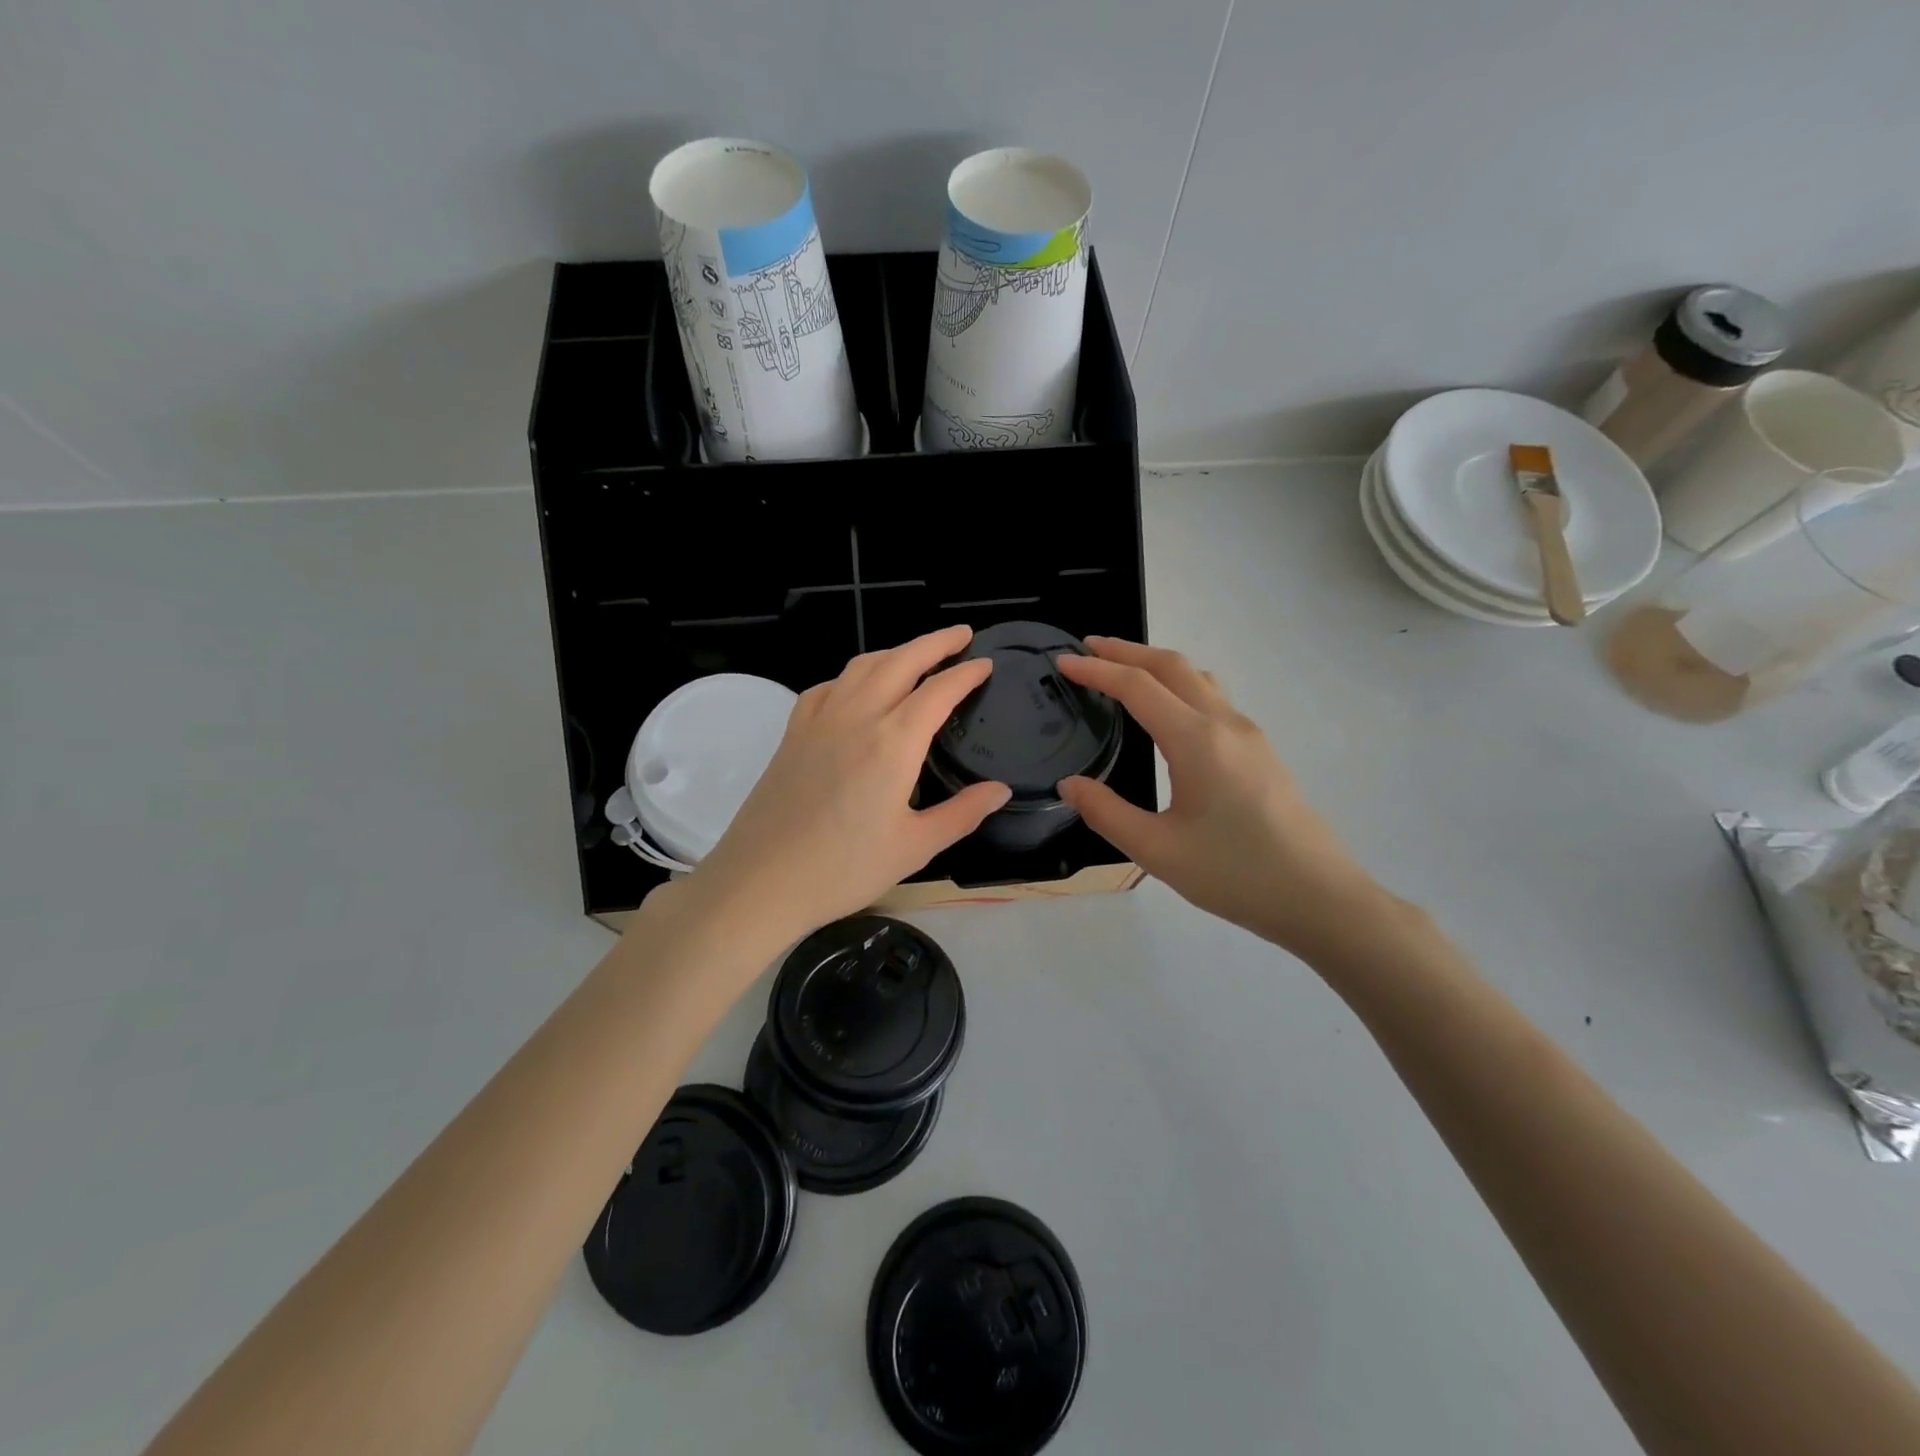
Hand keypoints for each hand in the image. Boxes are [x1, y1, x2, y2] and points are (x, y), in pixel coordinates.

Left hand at [683, 625, 1010, 944]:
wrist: (761, 881)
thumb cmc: (844, 869)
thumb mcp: (915, 847)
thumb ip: (963, 813)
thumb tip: (1001, 789)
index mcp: (893, 743)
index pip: (938, 691)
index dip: (966, 673)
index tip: (986, 664)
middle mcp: (857, 717)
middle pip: (901, 661)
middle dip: (935, 642)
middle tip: (962, 635)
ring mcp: (819, 720)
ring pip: (862, 666)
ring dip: (895, 652)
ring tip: (917, 655)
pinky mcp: (793, 733)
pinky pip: (827, 687)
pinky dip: (853, 676)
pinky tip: (858, 689)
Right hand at [1054, 637, 1383, 953]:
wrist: (1318, 897)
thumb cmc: (1234, 873)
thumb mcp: (1156, 850)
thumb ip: (1105, 812)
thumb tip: (1069, 784)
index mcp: (1196, 740)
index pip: (1137, 686)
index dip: (1097, 669)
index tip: (1063, 661)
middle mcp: (1225, 724)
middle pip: (1172, 666)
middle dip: (1127, 650)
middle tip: (1088, 647)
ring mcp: (1249, 735)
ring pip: (1198, 678)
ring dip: (1157, 664)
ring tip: (1124, 670)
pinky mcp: (1260, 751)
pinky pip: (1213, 698)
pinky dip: (1179, 686)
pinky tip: (1167, 712)